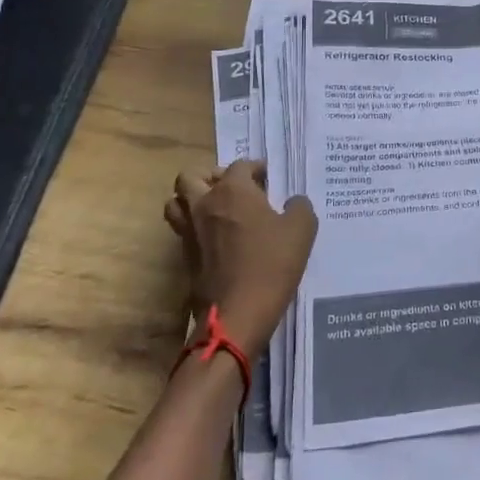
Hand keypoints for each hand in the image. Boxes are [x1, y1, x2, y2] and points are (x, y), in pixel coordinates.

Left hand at [164, 159, 316, 358]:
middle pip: (192, 176)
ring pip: (176, 202)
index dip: (256, 168)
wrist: (237, 314)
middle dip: (212, 176)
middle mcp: (204, 204)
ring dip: (192, 199)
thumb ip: (299, 207)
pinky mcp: (184, 257)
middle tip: (234, 188)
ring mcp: (190, 231)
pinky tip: (217, 237)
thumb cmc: (271, 265)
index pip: (240, 165)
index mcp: (233, 191)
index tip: (269, 179)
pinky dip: (195, 226)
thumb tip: (293, 202)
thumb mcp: (302, 230)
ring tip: (216, 209)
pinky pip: (182, 230)